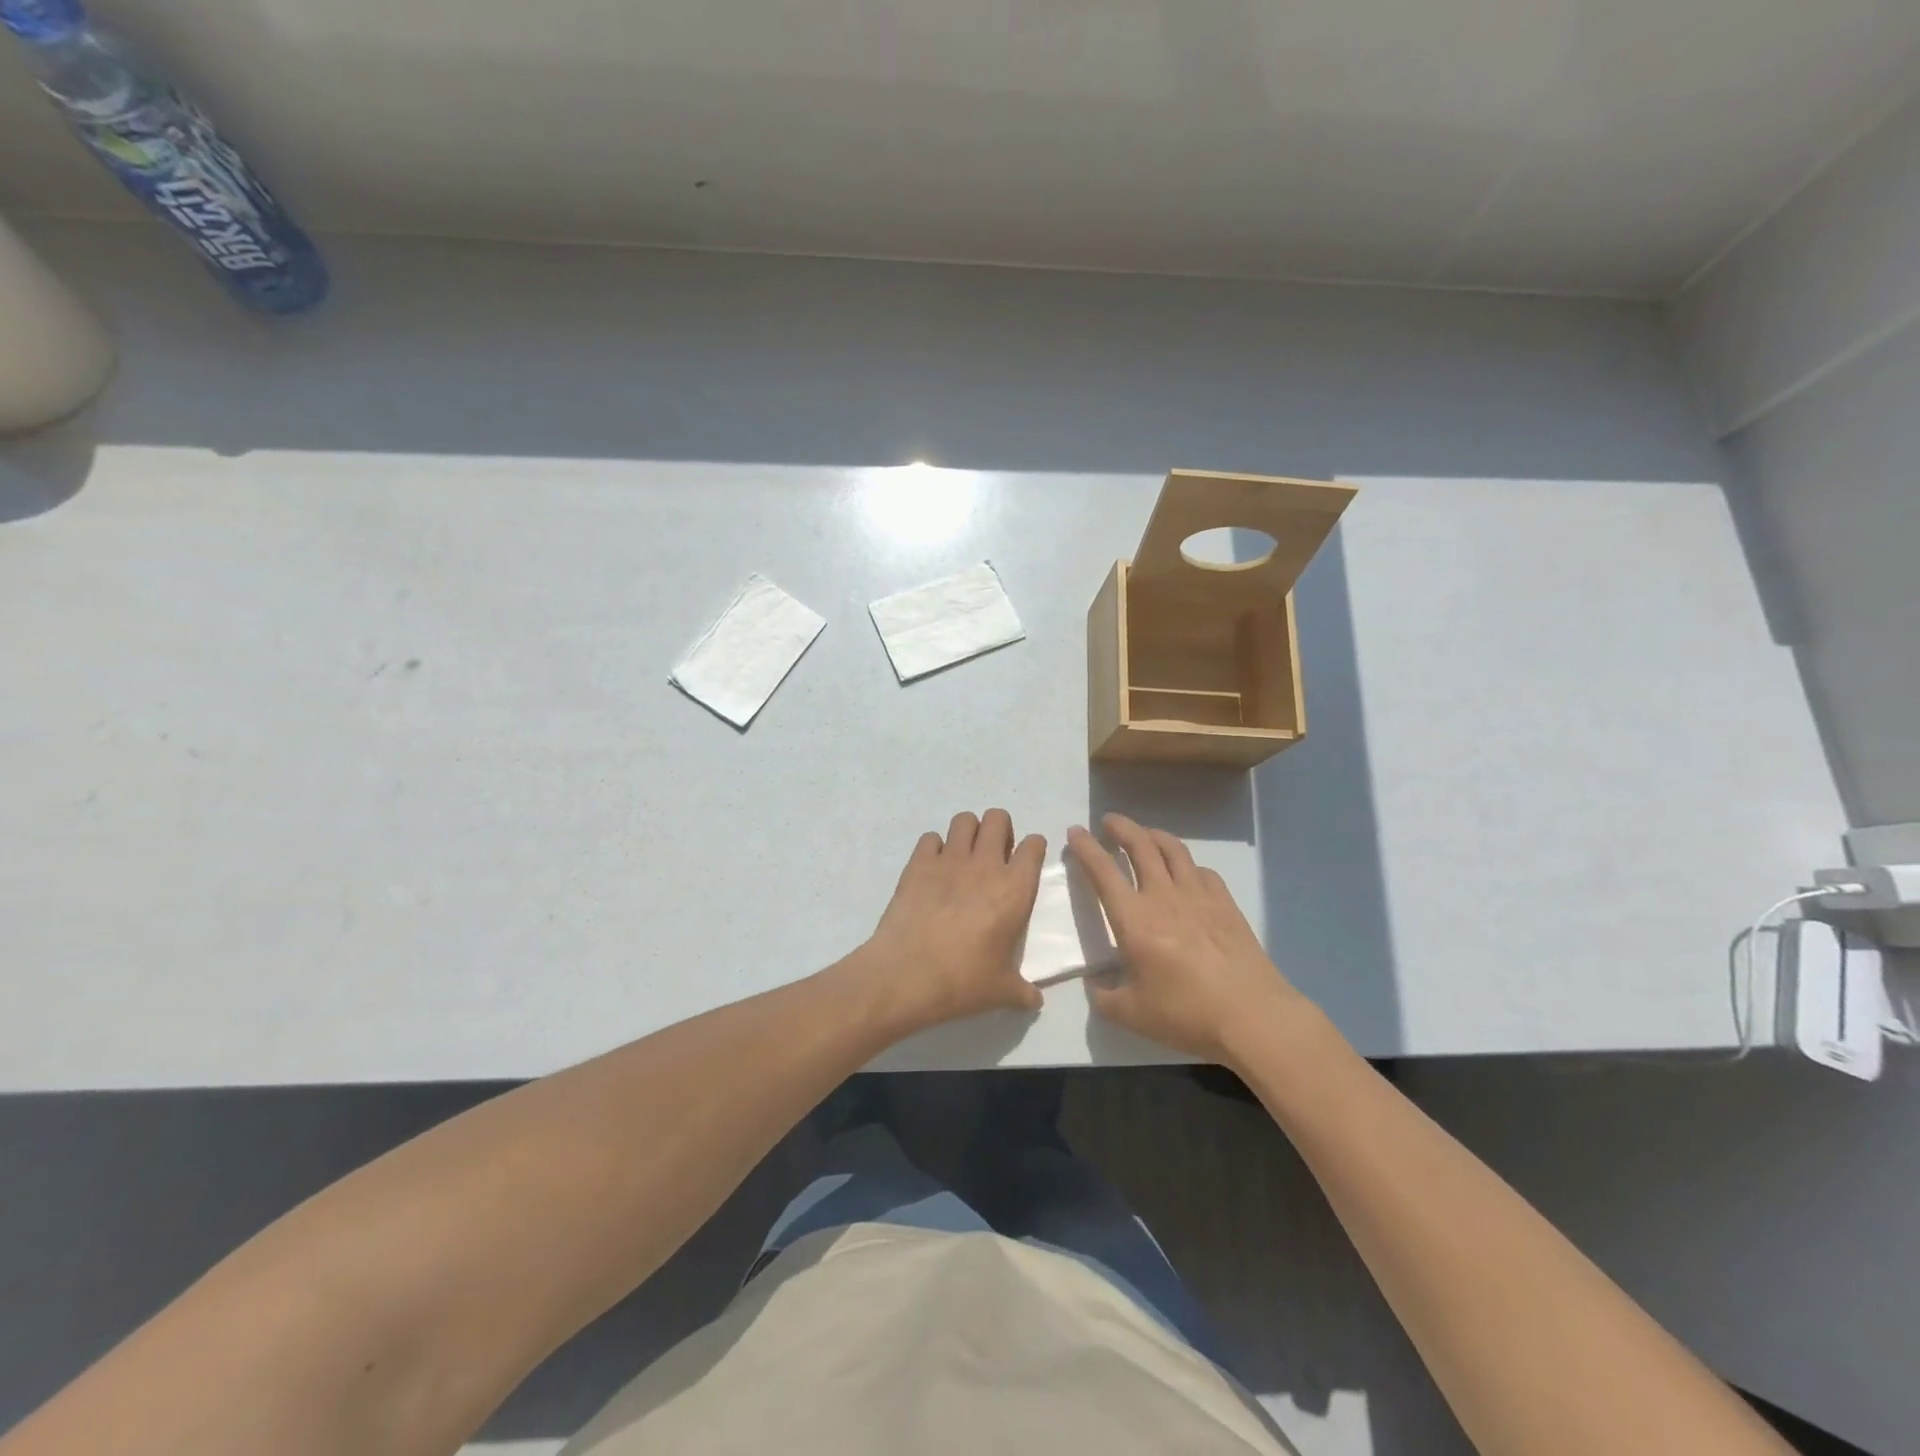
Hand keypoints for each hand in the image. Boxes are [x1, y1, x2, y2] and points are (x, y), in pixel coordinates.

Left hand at [860, 809, 1046, 1031]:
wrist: (906, 975)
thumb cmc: (962, 982)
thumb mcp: (1001, 992)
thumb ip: (1023, 991)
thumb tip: (1035, 1002)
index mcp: (1015, 889)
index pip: (1034, 846)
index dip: (1033, 848)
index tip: (1026, 861)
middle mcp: (985, 865)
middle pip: (997, 818)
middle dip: (999, 829)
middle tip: (994, 855)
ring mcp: (949, 860)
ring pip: (964, 820)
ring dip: (968, 832)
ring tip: (964, 857)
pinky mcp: (918, 864)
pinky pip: (930, 838)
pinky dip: (934, 848)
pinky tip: (933, 870)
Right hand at [1067, 813, 1303, 1062]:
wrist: (1252, 1016)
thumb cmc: (1186, 1014)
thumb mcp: (1131, 1015)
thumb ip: (1103, 997)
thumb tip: (1094, 984)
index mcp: (1134, 919)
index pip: (1103, 871)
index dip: (1086, 848)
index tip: (1075, 832)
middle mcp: (1163, 896)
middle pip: (1140, 845)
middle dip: (1121, 827)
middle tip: (1108, 822)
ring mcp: (1198, 895)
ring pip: (1173, 849)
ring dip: (1153, 835)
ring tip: (1144, 834)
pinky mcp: (1225, 903)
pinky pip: (1202, 871)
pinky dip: (1187, 864)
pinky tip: (1186, 873)